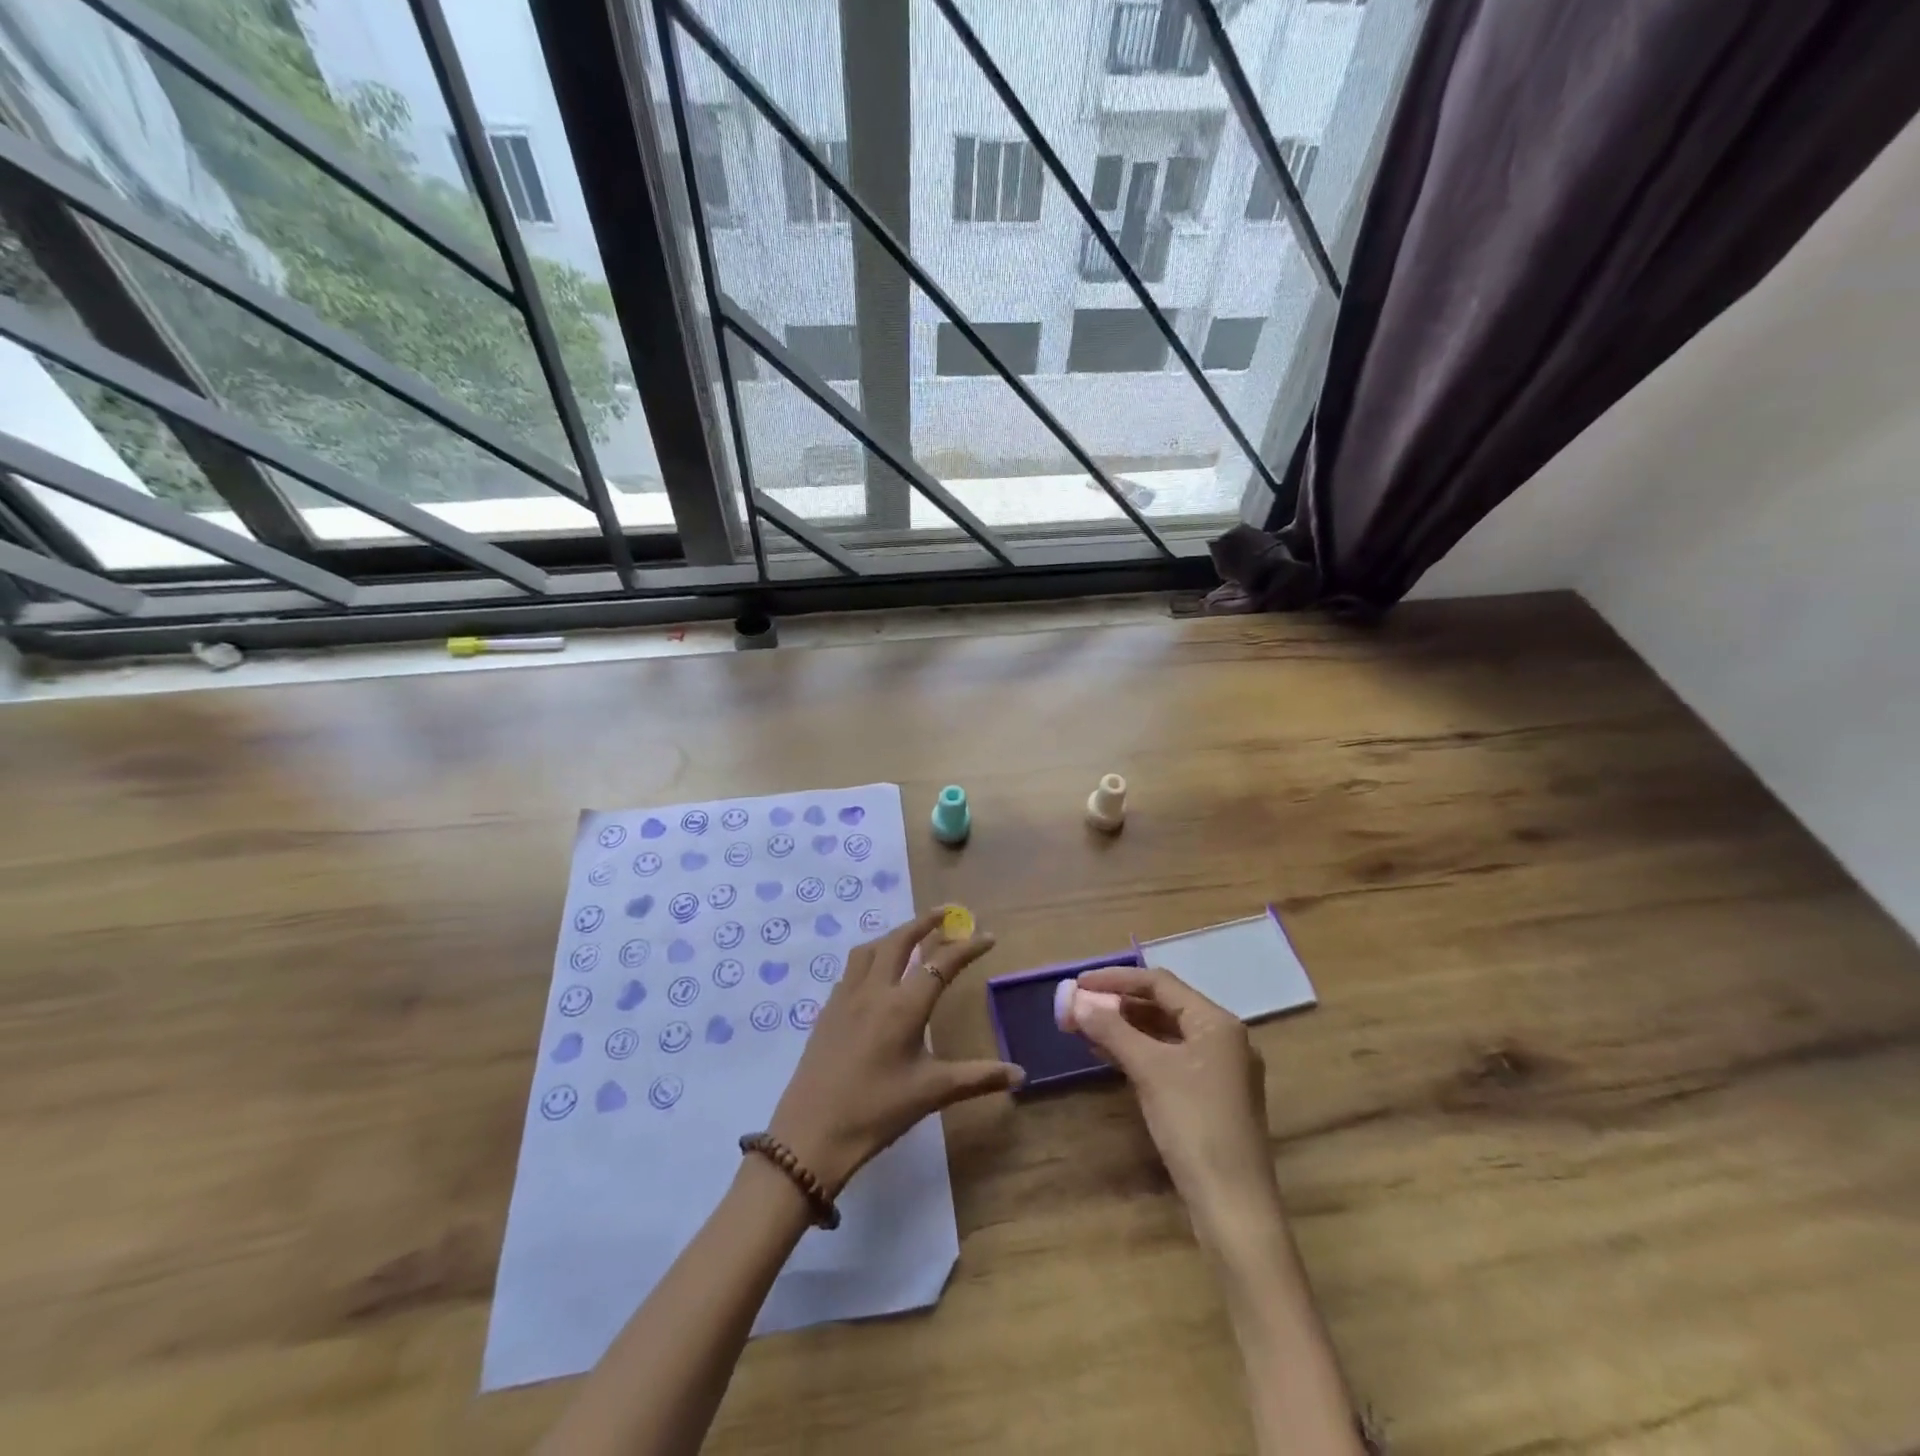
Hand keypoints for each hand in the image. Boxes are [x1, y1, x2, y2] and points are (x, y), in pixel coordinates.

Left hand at [767, 907, 1023, 1195]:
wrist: (810, 1135)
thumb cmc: (877, 1112)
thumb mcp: (932, 1093)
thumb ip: (978, 1078)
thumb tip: (1020, 1074)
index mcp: (904, 1006)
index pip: (942, 963)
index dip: (968, 946)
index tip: (988, 936)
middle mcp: (874, 991)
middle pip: (900, 940)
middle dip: (925, 922)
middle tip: (947, 913)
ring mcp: (845, 997)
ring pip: (871, 948)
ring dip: (894, 935)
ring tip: (911, 936)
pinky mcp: (827, 1010)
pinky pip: (852, 969)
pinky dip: (871, 957)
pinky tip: (876, 974)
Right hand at [1074, 966, 1279, 1242]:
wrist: (1233, 1206)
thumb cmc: (1194, 1125)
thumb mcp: (1149, 1070)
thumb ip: (1112, 1029)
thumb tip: (1077, 1000)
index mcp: (1217, 1023)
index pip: (1160, 983)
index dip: (1116, 979)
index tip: (1079, 984)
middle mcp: (1224, 1038)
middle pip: (1164, 1006)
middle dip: (1119, 1004)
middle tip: (1080, 1007)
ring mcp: (1221, 1069)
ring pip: (1166, 1033)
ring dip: (1127, 1028)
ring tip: (1087, 1029)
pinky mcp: (1212, 1096)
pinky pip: (1171, 1058)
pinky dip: (1140, 1051)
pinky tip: (1111, 1056)